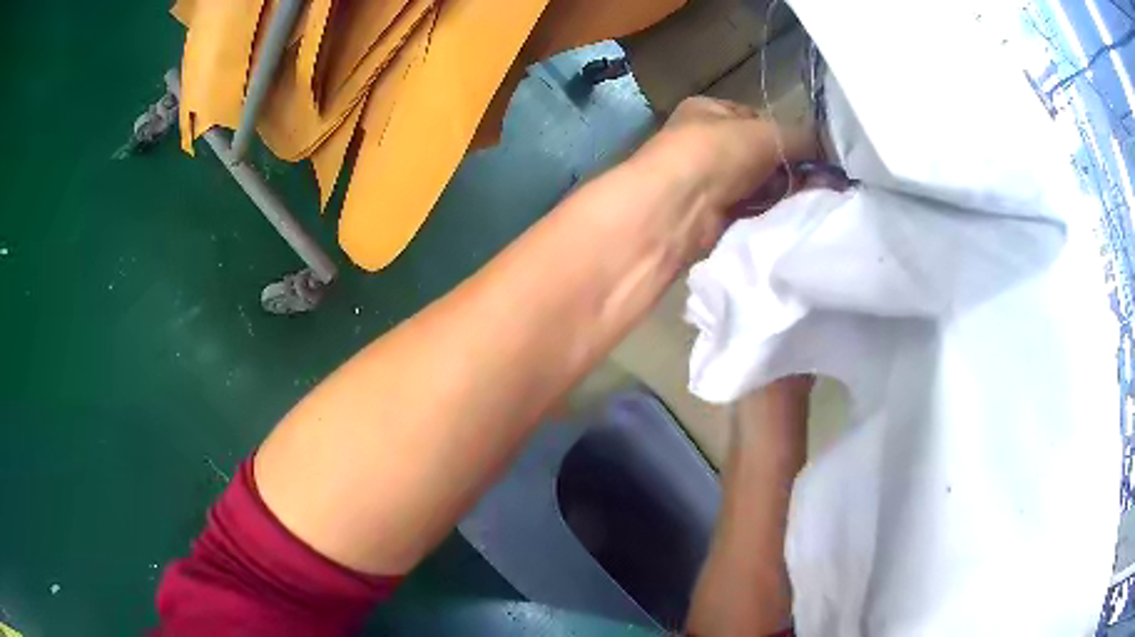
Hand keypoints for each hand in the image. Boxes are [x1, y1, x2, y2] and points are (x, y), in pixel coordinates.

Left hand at [624, 97, 816, 258]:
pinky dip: (767, 213)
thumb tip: (828, 149)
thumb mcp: (768, 133)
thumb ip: (802, 138)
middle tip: (818, 182)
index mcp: (708, 110)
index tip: (813, 154)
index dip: (785, 134)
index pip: (756, 118)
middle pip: (758, 154)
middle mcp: (704, 141)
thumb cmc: (718, 152)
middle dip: (787, 168)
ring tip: (807, 199)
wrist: (678, 207)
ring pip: (756, 184)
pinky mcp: (710, 213)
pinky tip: (786, 216)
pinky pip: (749, 210)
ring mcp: (705, 179)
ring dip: (780, 193)